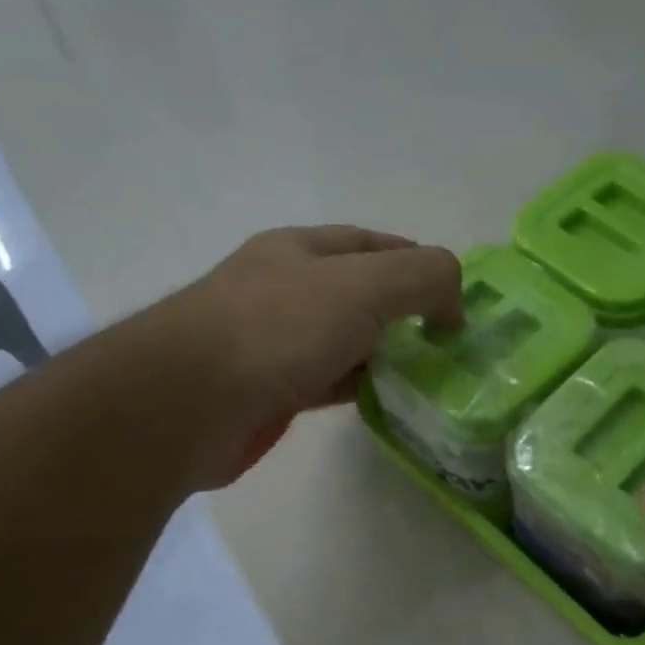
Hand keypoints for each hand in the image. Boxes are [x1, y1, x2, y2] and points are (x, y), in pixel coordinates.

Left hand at [169, 226, 462, 486]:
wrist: (189, 402)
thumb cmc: (277, 329)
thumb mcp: (365, 285)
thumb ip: (423, 278)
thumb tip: (453, 306)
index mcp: (301, 249)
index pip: (371, 242)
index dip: (416, 261)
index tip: (455, 296)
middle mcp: (283, 289)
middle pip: (357, 293)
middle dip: (402, 312)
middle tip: (446, 343)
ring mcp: (271, 343)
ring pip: (342, 341)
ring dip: (382, 354)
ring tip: (427, 375)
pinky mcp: (267, 392)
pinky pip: (325, 382)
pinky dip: (357, 387)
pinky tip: (384, 400)